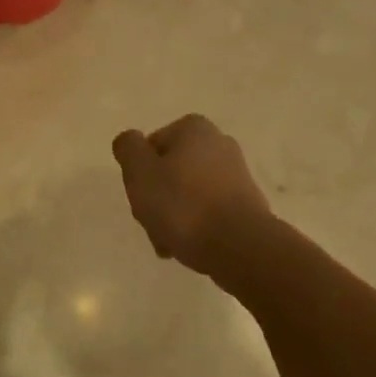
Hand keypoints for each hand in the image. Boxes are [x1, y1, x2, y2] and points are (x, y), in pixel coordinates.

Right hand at [112, 115, 271, 275]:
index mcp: (194, 128)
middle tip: (153, 223)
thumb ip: (128, 149)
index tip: (141, 199)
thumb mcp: (140, 172)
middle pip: (170, 172)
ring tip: (169, 243)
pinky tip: (190, 247)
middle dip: (157, 199)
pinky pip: (209, 211)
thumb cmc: (183, 204)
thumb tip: (130, 141)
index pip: (151, 148)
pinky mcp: (247, 203)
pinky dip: (197, 226)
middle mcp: (219, 143)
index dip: (140, 175)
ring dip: (174, 217)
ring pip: (188, 194)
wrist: (238, 245)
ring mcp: (237, 174)